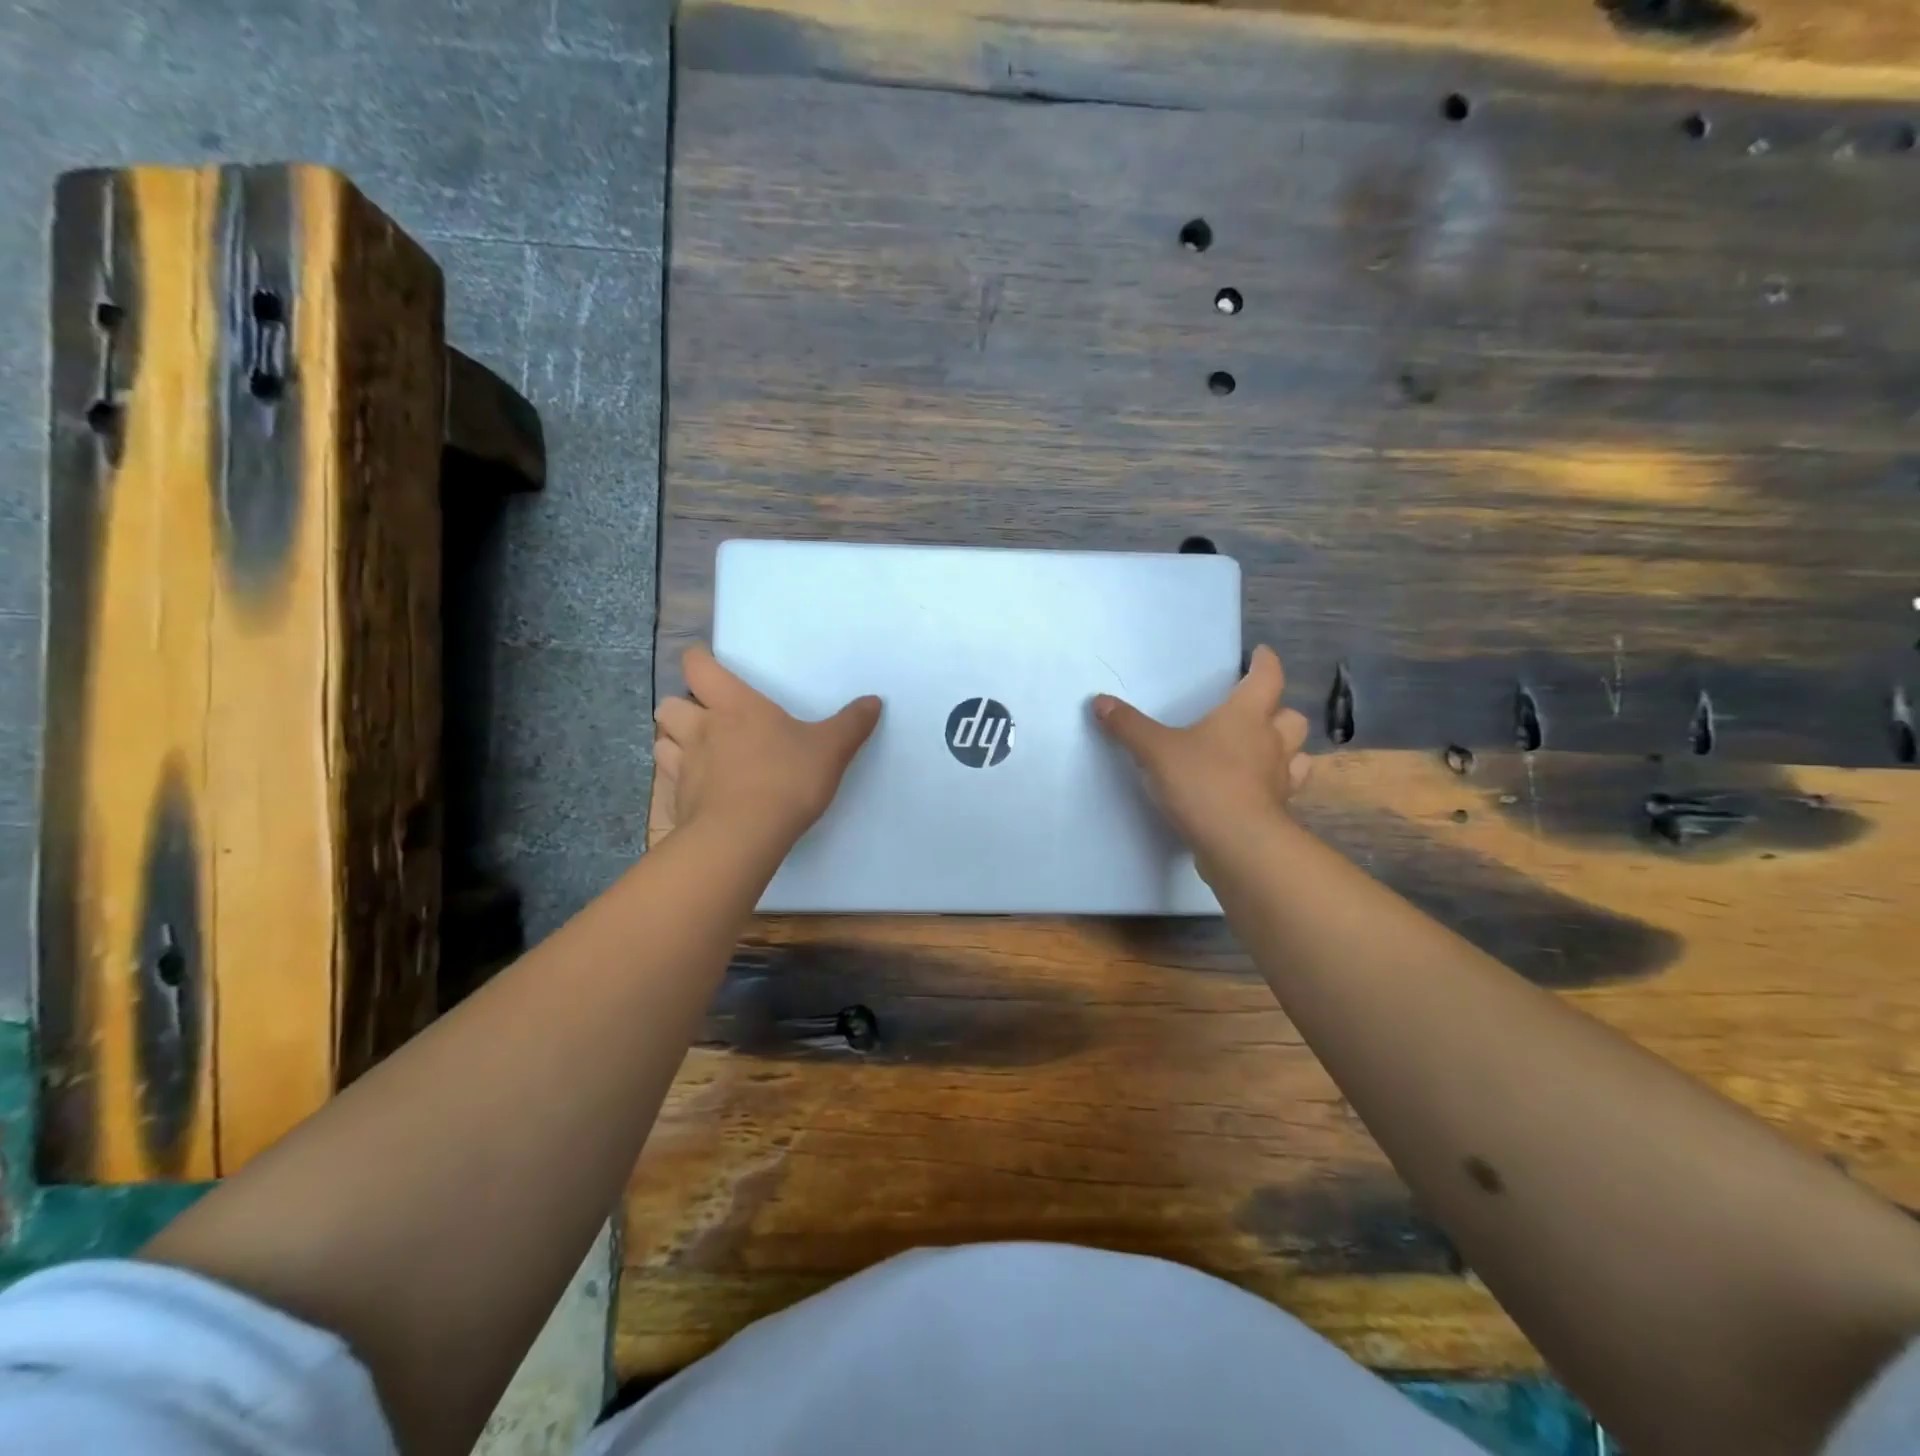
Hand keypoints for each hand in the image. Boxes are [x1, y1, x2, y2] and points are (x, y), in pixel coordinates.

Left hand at [652, 646, 881, 845]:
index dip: (699, 661)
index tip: (710, 664)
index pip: (697, 666)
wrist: (744, 836)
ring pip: (662, 742)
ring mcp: (685, 766)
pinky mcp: (679, 802)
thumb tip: (874, 701)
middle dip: (682, 706)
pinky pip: (670, 783)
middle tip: (706, 718)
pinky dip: (680, 782)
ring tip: (698, 753)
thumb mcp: (830, 750)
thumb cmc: (786, 779)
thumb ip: (851, 724)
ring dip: (675, 743)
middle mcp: (702, 729)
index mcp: (734, 706)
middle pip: (669, 705)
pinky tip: (702, 792)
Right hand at [1092, 645, 1311, 860]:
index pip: (1267, 677)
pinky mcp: (1277, 811)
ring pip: (1297, 754)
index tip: (1260, 654)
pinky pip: (1284, 789)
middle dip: (1278, 710)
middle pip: (1290, 716)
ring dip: (1285, 748)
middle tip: (1257, 712)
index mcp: (1246, 716)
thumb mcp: (1155, 751)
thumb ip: (1128, 726)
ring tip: (1263, 751)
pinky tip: (1255, 789)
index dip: (1265, 662)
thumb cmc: (1202, 783)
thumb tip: (1099, 701)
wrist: (1237, 844)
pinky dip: (1274, 784)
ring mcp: (1280, 779)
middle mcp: (1271, 742)